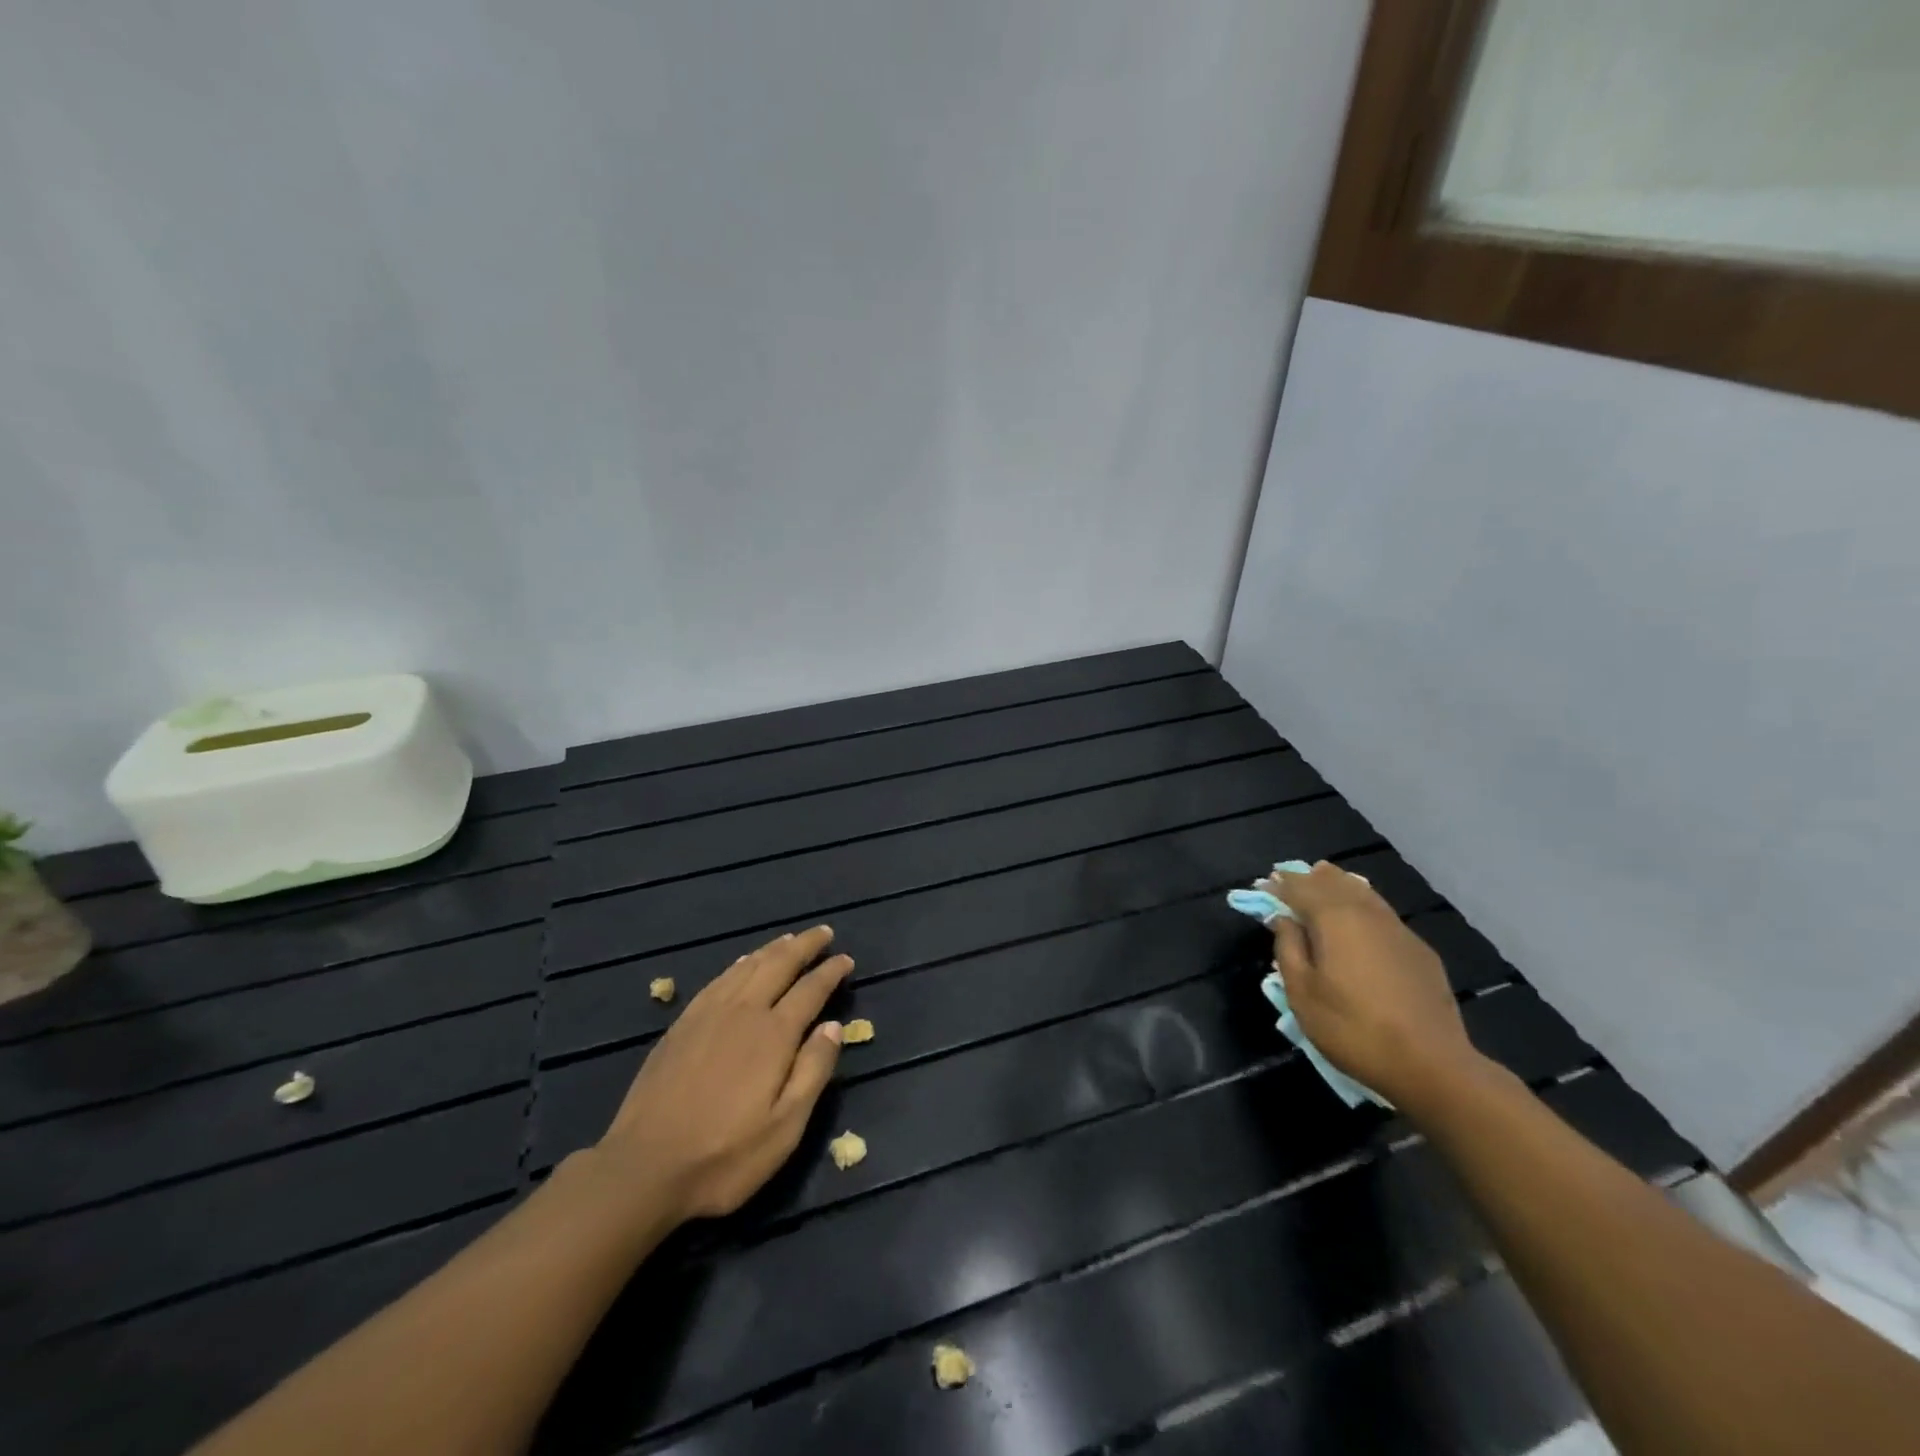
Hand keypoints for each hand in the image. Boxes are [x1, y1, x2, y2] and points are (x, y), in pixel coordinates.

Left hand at [595, 926, 852, 1222]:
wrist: (642, 1168)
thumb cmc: (724, 1156)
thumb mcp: (785, 1128)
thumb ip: (813, 1071)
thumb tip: (834, 1026)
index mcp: (773, 1035)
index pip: (810, 990)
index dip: (830, 972)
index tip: (846, 959)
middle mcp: (743, 1011)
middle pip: (779, 964)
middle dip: (805, 945)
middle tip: (824, 932)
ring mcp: (708, 1014)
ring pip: (748, 966)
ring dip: (774, 949)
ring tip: (791, 939)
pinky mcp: (682, 1024)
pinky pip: (719, 978)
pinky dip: (740, 963)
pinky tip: (744, 962)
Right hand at [1266, 861, 1480, 1107]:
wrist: (1431, 1064)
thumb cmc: (1352, 1028)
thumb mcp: (1302, 993)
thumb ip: (1288, 948)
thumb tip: (1283, 919)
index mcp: (1334, 919)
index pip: (1300, 888)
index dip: (1280, 884)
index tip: (1263, 883)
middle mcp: (1367, 913)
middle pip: (1335, 882)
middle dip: (1310, 878)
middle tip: (1290, 878)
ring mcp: (1398, 930)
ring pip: (1363, 893)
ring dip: (1338, 885)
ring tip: (1323, 879)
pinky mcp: (1419, 950)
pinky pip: (1382, 913)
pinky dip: (1362, 904)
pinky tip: (1359, 917)